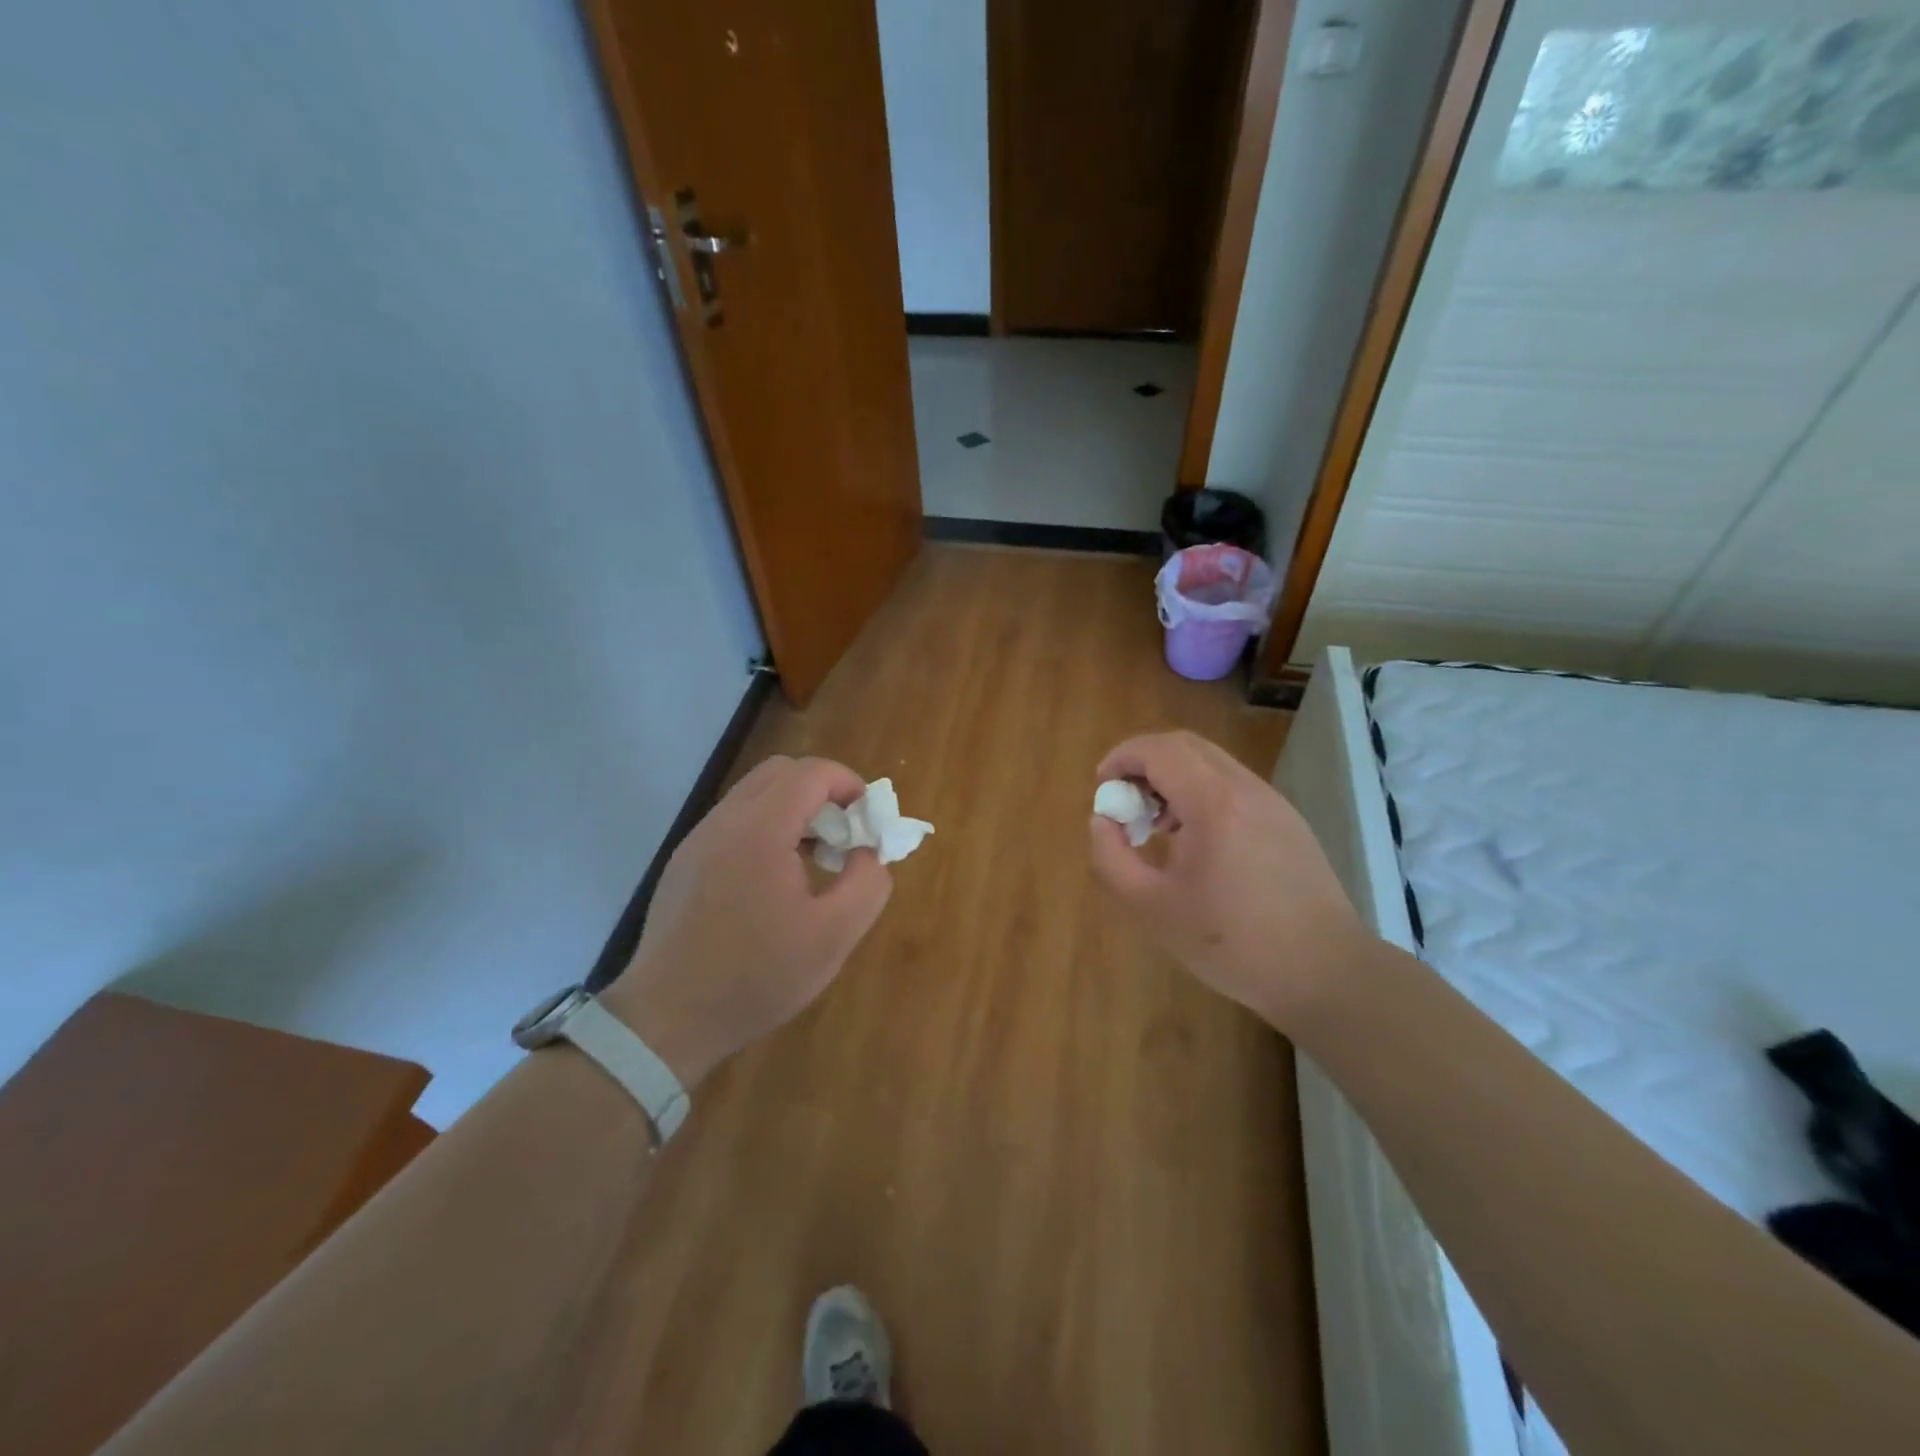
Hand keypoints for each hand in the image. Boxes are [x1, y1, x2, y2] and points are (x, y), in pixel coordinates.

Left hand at [602, 755, 891, 1084]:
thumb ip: (868, 883)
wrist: (668, 1019)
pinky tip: (775, 882)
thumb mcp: (834, 936)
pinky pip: (734, 822)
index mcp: (760, 829)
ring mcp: (698, 840)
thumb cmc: (757, 976)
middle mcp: (724, 821)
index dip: (849, 783)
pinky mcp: (684, 862)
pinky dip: (766, 829)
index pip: (811, 772)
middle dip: (821, 792)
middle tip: (842, 836)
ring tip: (813, 862)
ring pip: (754, 795)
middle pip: (780, 772)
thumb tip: (867, 852)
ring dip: (793, 811)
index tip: (868, 819)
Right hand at [1088, 731, 1363, 1028]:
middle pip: (1185, 746)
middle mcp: (1246, 788)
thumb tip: (1102, 821)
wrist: (1325, 973)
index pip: (1159, 750)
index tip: (1101, 787)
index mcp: (1213, 802)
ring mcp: (1272, 802)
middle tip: (1124, 803)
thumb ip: (1111, 859)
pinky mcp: (1287, 822)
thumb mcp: (1152, 908)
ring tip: (1156, 826)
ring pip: (1211, 763)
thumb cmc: (1232, 943)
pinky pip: (1233, 786)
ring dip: (1174, 778)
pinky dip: (1201, 793)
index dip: (1121, 757)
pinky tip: (1194, 841)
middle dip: (1145, 763)